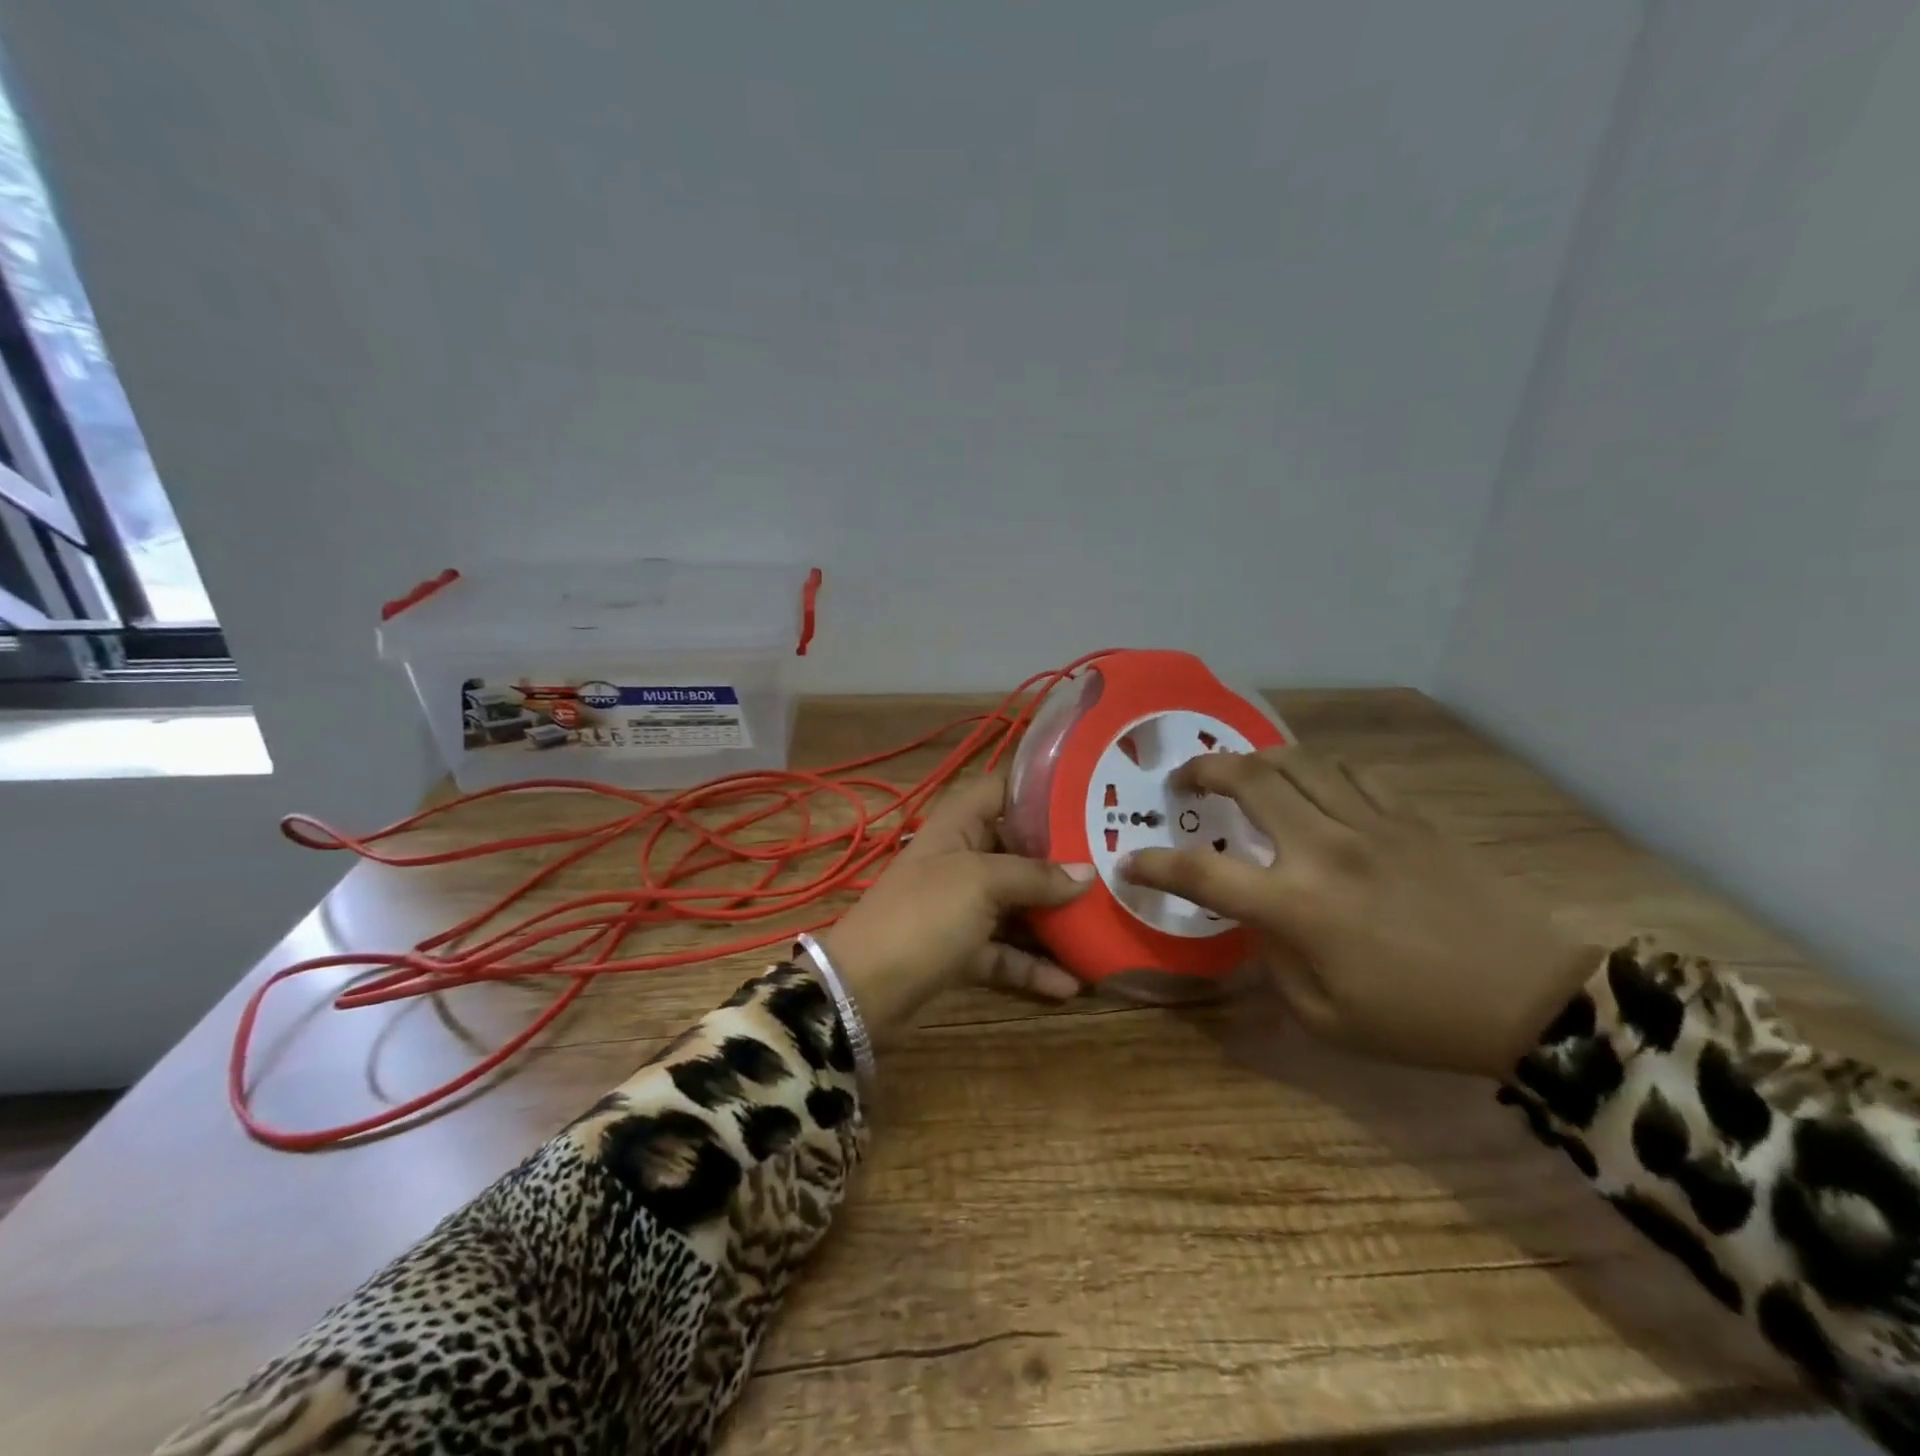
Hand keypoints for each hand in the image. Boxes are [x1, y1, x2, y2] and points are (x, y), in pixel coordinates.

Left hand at [818, 773, 1093, 1044]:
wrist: (863, 991)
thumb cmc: (924, 915)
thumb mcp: (980, 883)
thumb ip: (1034, 875)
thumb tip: (1088, 872)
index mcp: (957, 826)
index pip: (999, 790)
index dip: (1038, 788)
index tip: (1088, 795)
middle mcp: (961, 860)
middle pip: (1017, 850)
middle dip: (1062, 859)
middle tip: (1114, 863)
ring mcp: (961, 907)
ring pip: (1017, 904)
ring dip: (1055, 917)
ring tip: (1104, 923)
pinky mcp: (962, 950)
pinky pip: (1006, 951)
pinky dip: (1034, 966)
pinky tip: (1073, 983)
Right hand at [1121, 747, 1599, 1080]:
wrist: (1534, 1000)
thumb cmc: (1418, 1021)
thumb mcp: (1325, 1018)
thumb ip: (1273, 961)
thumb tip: (1257, 920)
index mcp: (1297, 906)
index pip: (1201, 873)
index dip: (1155, 866)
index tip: (1131, 863)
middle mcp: (1324, 849)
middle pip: (1248, 780)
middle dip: (1202, 771)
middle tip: (1184, 782)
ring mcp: (1371, 824)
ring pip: (1296, 761)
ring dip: (1256, 761)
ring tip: (1242, 774)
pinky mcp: (1410, 816)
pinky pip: (1350, 772)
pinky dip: (1317, 771)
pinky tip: (1313, 787)